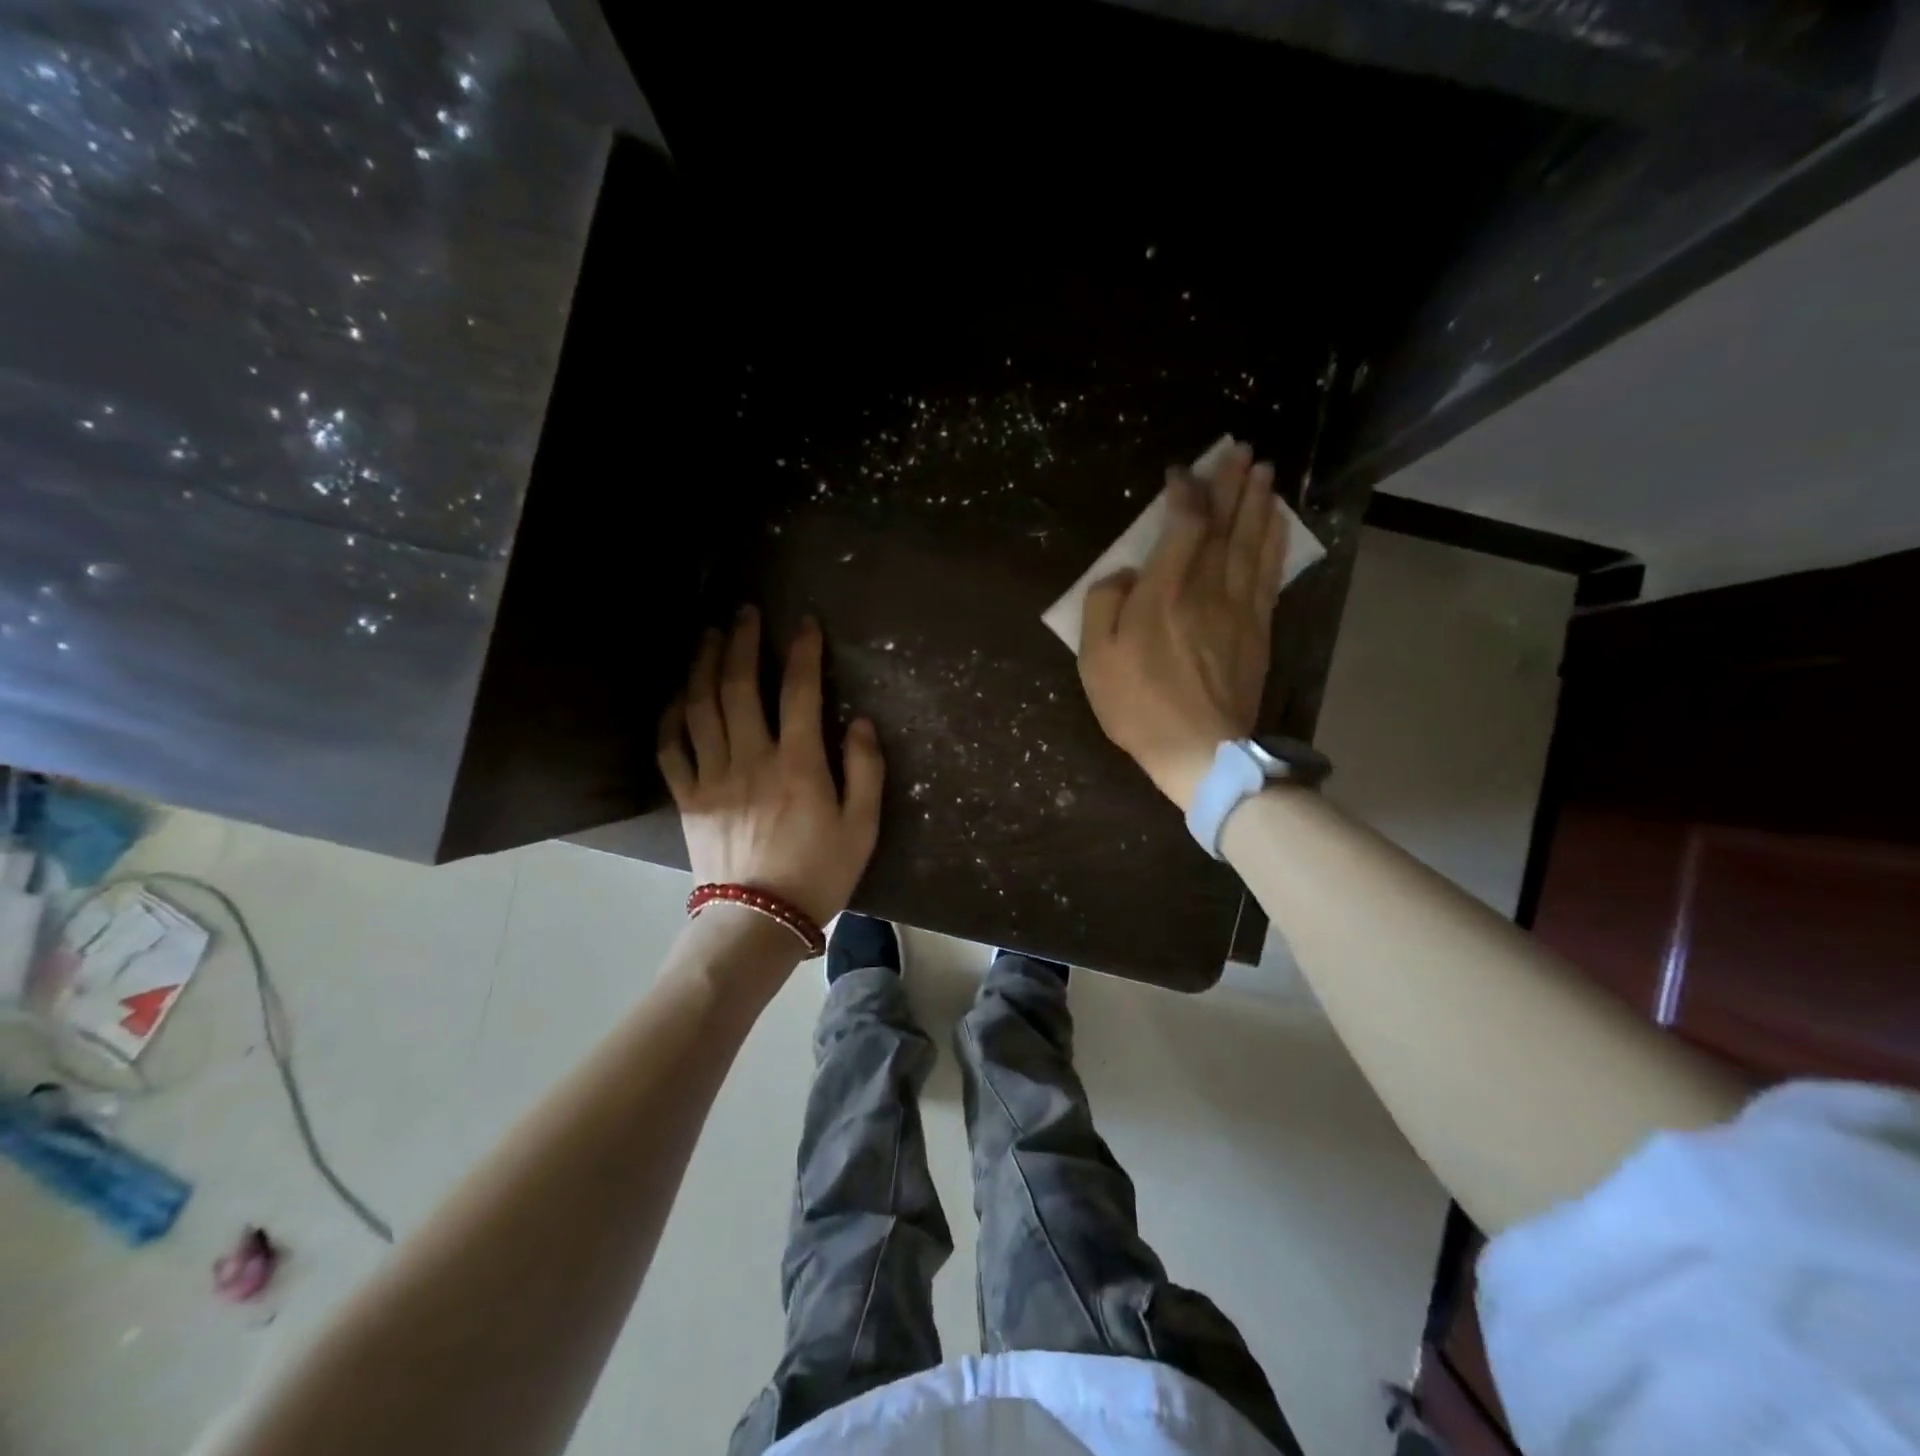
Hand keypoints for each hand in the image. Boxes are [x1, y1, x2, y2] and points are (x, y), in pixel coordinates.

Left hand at [658, 609, 884, 928]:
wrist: (759, 920)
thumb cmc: (819, 873)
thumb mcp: (862, 826)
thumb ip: (866, 770)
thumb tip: (861, 722)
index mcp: (797, 764)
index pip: (799, 691)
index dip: (803, 651)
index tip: (805, 623)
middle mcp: (751, 759)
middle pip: (739, 687)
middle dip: (742, 643)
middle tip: (744, 613)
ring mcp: (713, 777)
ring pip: (700, 708)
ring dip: (703, 665)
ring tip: (708, 636)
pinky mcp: (688, 798)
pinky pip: (671, 748)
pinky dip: (671, 717)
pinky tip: (677, 696)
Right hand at [1077, 444, 1286, 810]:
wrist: (1199, 750)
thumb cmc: (1138, 705)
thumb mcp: (1096, 658)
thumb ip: (1104, 604)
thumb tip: (1126, 573)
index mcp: (1165, 592)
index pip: (1184, 524)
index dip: (1185, 493)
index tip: (1180, 472)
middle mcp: (1207, 588)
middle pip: (1225, 524)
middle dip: (1231, 484)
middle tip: (1240, 450)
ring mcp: (1239, 608)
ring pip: (1252, 543)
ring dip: (1258, 503)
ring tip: (1263, 471)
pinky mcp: (1258, 629)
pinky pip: (1269, 573)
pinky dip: (1275, 542)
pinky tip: (1278, 523)